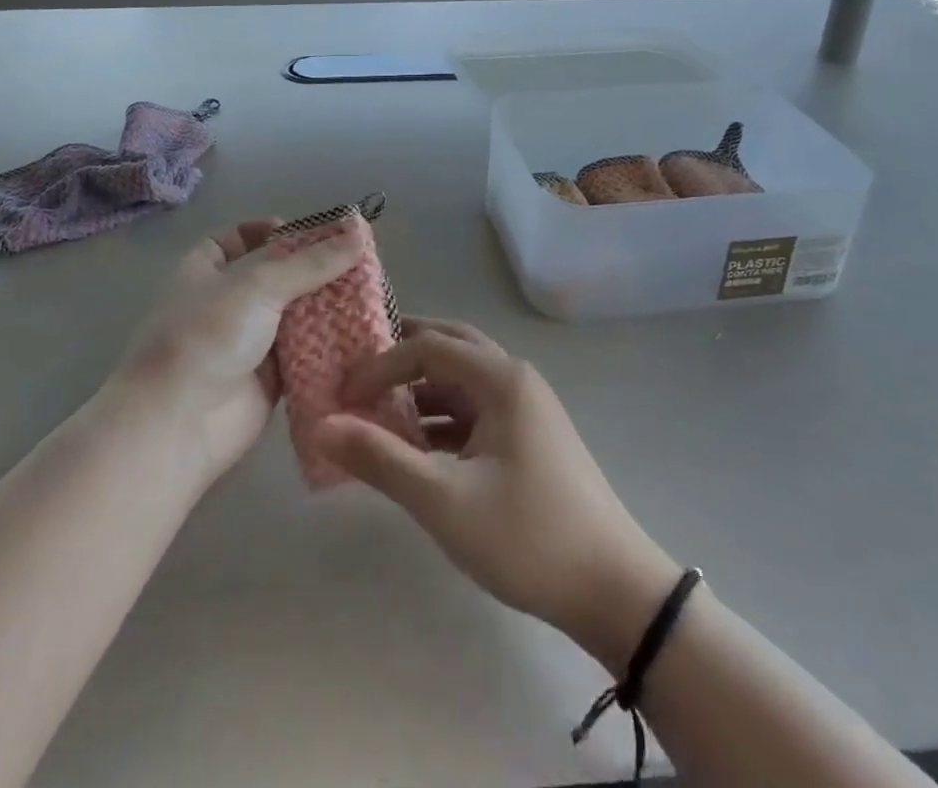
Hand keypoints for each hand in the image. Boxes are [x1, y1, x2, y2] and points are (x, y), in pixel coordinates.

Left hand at [114, 216, 364, 486]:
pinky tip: (363, 333)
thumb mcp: (259, 285)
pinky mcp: (268, 380)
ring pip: (293, 317)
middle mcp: (226, 303)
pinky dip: (328, 345)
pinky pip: (303, 354)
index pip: (238, 239)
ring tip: (372, 293)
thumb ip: (312, 262)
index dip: (271, 232)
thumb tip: (359, 232)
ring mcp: (246, 342)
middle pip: (275, 277)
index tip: (314, 233)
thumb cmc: (208, 336)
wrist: (178, 424)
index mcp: (206, 270)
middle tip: (361, 262)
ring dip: (326, 307)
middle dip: (314, 270)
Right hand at [316, 320, 680, 669]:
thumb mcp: (444, 501)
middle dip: (403, 357)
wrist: (614, 590)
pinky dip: (442, 419)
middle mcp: (515, 379)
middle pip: (449, 346)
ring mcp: (526, 408)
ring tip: (378, 414)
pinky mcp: (529, 438)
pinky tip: (417, 448)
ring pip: (463, 380)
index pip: (427, 347)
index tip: (343, 396)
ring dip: (422, 390)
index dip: (380, 365)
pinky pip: (476, 410)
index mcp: (501, 379)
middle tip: (359, 373)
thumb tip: (322, 426)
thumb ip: (381, 459)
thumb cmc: (527, 537)